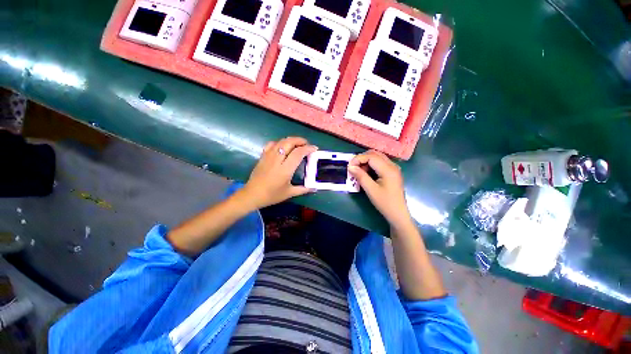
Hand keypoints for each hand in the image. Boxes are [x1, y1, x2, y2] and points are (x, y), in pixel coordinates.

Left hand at [239, 137, 316, 209]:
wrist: (252, 195)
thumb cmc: (272, 195)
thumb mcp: (289, 193)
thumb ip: (303, 189)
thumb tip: (314, 188)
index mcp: (285, 169)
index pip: (298, 153)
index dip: (308, 149)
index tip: (314, 149)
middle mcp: (277, 160)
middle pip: (289, 142)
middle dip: (300, 140)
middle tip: (307, 144)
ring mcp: (268, 156)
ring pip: (281, 141)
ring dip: (291, 140)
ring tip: (297, 144)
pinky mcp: (263, 156)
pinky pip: (272, 144)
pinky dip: (280, 142)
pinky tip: (283, 147)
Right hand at [348, 150, 411, 228]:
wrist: (398, 213)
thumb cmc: (385, 203)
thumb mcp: (371, 190)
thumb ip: (361, 176)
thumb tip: (350, 166)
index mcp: (388, 169)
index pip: (371, 156)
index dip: (358, 159)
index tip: (349, 167)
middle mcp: (392, 165)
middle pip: (375, 154)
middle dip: (362, 158)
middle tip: (353, 168)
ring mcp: (393, 168)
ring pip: (377, 157)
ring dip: (366, 161)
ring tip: (359, 171)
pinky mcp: (392, 172)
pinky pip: (380, 163)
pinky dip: (371, 164)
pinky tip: (366, 173)